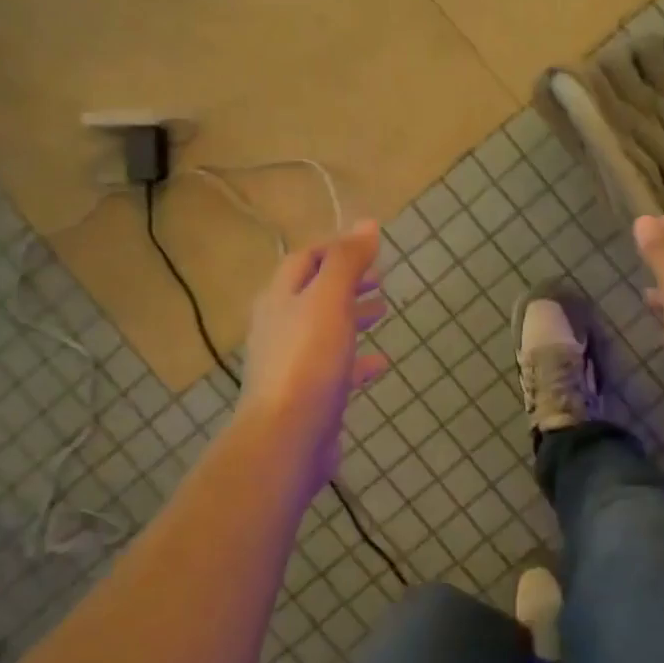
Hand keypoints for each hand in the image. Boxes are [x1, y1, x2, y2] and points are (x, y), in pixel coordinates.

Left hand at [236, 219, 389, 495]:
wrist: (286, 438)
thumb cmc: (308, 361)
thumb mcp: (329, 300)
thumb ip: (347, 261)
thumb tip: (367, 223)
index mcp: (280, 298)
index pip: (305, 259)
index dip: (335, 249)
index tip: (369, 248)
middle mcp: (280, 326)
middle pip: (314, 293)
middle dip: (346, 282)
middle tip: (380, 278)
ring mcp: (292, 363)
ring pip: (325, 329)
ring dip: (352, 316)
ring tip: (382, 311)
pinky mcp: (308, 395)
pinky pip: (336, 368)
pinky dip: (358, 360)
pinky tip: (381, 363)